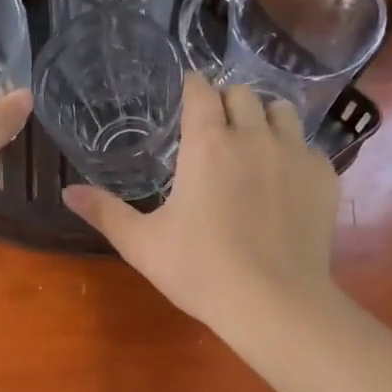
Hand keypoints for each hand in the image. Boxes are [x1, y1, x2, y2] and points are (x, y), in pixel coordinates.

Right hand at [63, 76, 342, 334]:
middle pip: (242, 93)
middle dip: (226, 102)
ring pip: (282, 110)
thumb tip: (67, 192)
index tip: (185, 96)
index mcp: (207, 144)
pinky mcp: (324, 177)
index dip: (191, 88)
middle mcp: (254, 135)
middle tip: (215, 128)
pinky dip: (293, 152)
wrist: (274, 303)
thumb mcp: (142, 245)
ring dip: (263, 118)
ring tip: (253, 143)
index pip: (200, 90)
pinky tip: (283, 182)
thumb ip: (105, 213)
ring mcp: (295, 154)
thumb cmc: (200, 271)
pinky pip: (308, 146)